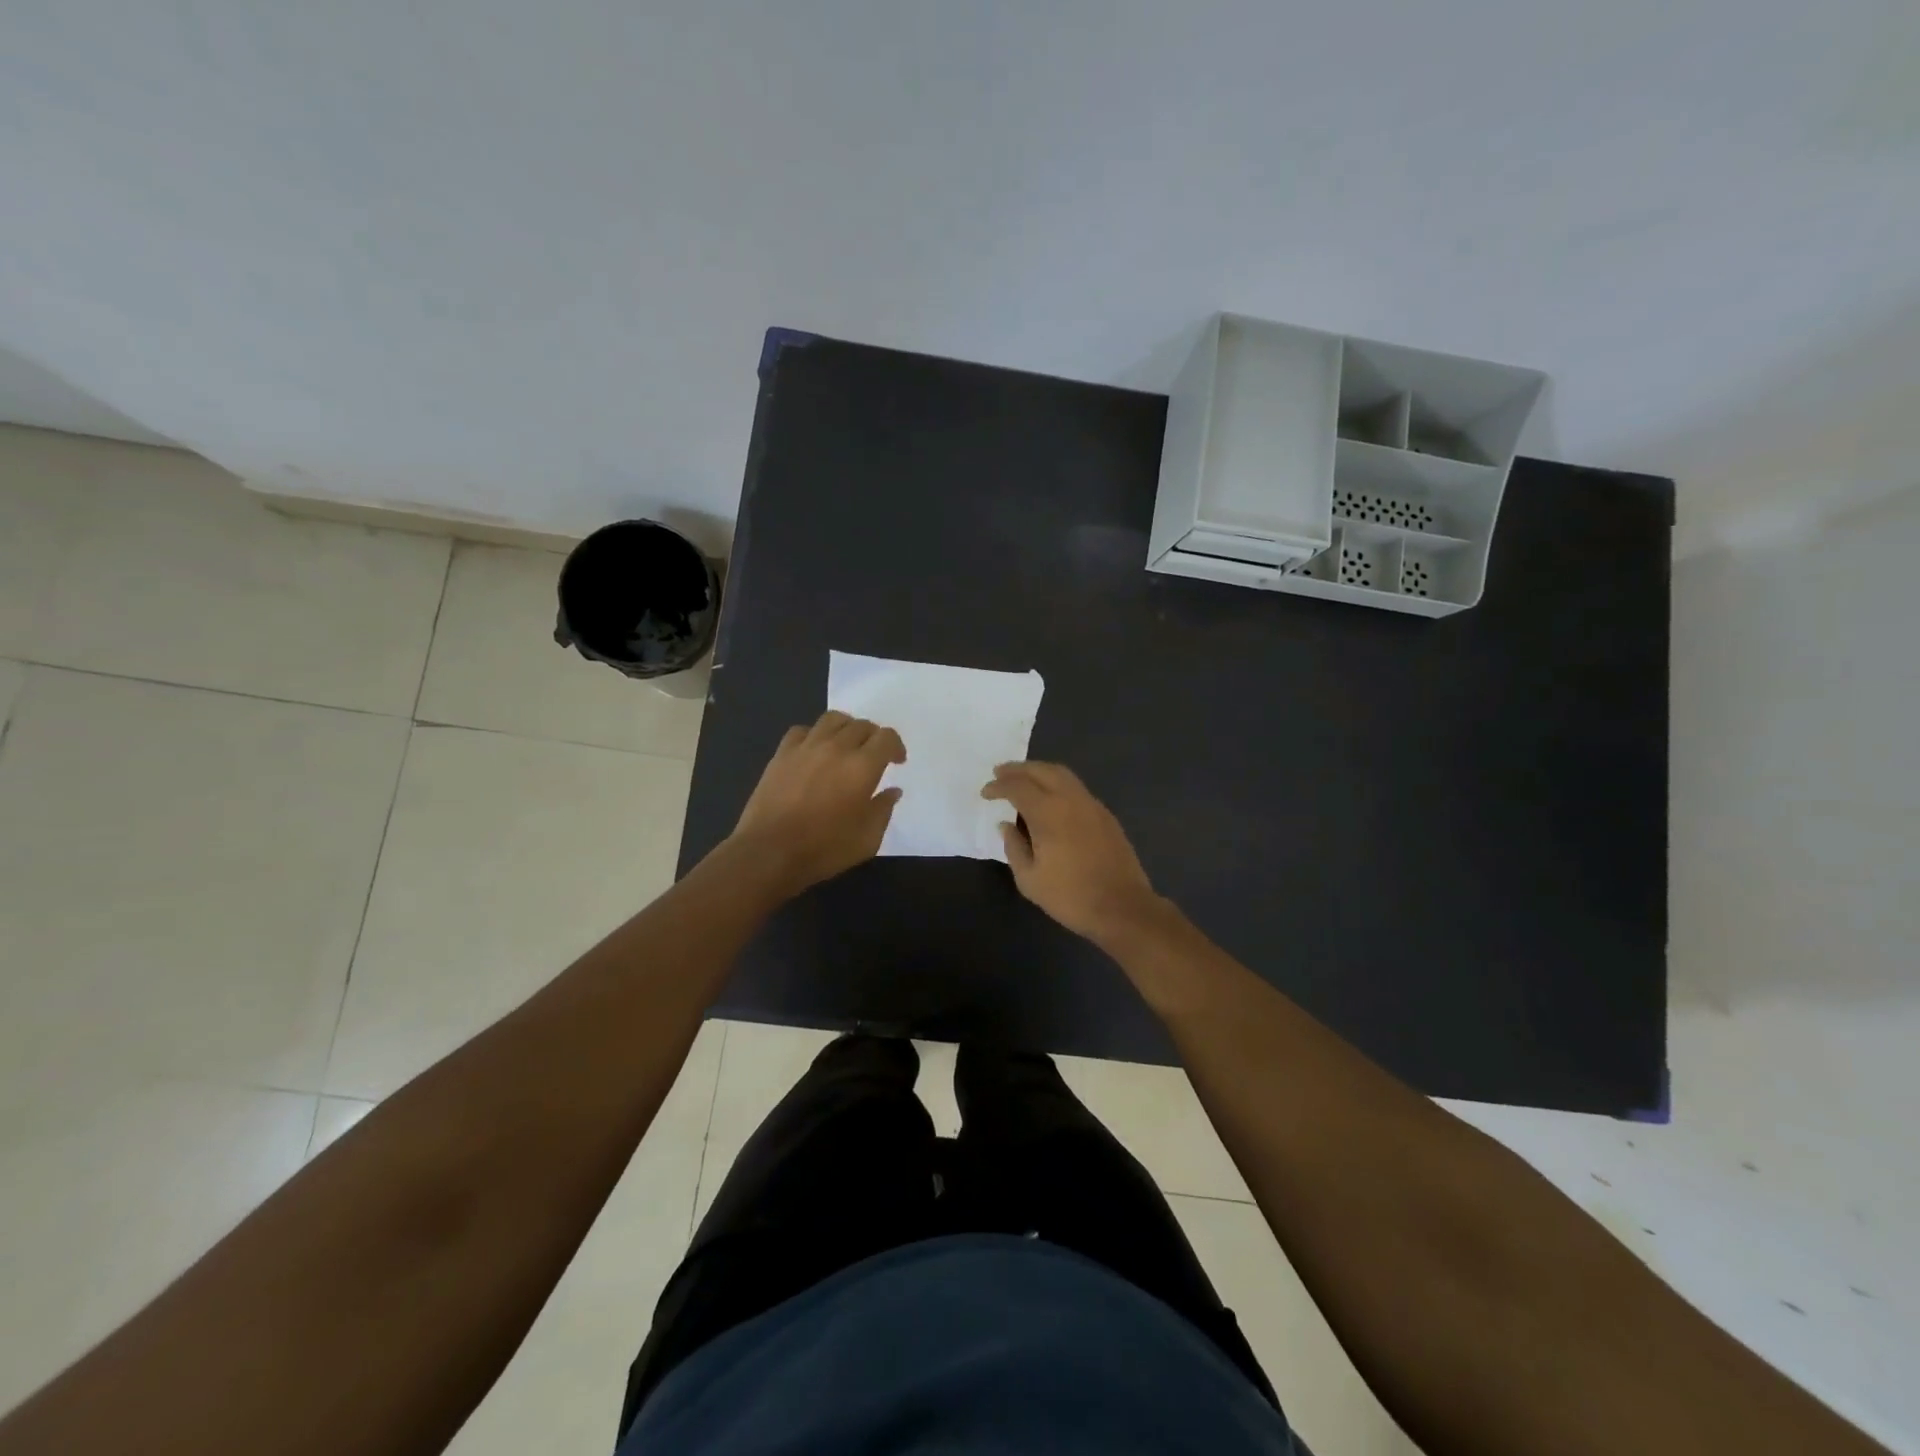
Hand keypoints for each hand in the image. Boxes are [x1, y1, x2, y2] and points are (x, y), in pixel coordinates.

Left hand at [729, 711, 905, 894]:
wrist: (769, 852)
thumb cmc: (824, 849)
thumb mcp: (867, 839)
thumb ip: (883, 810)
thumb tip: (892, 791)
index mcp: (862, 766)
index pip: (886, 738)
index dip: (896, 746)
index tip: (896, 762)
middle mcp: (836, 747)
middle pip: (862, 725)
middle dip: (873, 738)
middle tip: (873, 757)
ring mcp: (806, 747)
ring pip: (833, 719)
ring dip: (847, 728)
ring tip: (846, 745)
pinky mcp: (782, 753)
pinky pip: (803, 730)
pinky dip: (815, 735)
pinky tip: (814, 752)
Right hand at [982, 761, 1160, 943]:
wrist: (1122, 907)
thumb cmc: (1070, 896)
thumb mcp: (1029, 879)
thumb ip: (1013, 847)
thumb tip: (1006, 825)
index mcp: (1048, 812)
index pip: (1017, 786)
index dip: (998, 786)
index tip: (985, 793)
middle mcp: (1071, 799)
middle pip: (1042, 770)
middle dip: (1018, 769)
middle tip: (1000, 773)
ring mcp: (1092, 804)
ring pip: (1063, 774)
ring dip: (1039, 772)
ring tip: (1023, 780)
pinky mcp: (1105, 815)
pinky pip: (1076, 788)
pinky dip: (1057, 784)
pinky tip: (1050, 799)